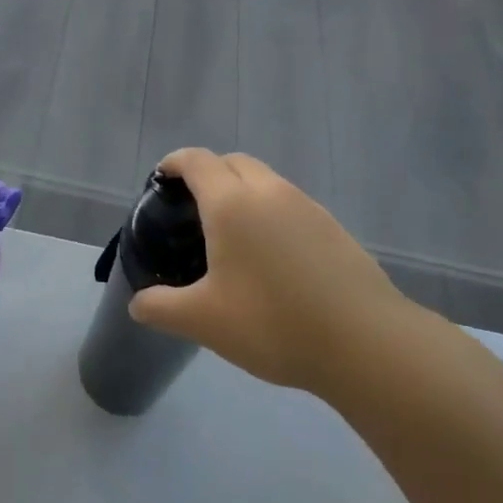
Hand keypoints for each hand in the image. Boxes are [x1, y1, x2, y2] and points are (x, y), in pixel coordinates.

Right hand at [128, 149, 412, 394]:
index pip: (196, 161)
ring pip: (265, 180)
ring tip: (232, 233)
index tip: (161, 179)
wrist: (364, 341)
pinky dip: (270, 212)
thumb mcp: (204, 321)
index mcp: (231, 203)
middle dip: (209, 172)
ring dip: (242, 190)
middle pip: (232, 161)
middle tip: (193, 208)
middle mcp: (268, 191)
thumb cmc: (272, 323)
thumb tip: (138, 304)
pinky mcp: (332, 226)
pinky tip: (272, 255)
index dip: (174, 163)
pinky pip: (289, 203)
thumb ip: (162, 308)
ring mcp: (305, 205)